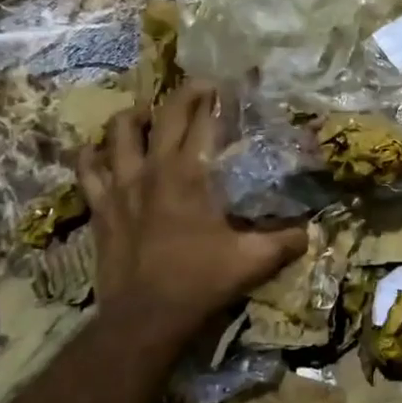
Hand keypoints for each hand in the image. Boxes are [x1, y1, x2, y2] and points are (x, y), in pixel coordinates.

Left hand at [77, 80, 306, 346]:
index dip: (217, 98)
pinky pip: (88, 167)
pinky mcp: (101, 205)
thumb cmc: (200, 282)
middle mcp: (153, 168)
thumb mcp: (253, 261)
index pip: (205, 121)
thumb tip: (314, 230)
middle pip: (165, 114)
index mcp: (191, 174)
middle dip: (184, 93)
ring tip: (149, 115)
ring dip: (136, 116)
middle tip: (200, 88)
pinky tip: (101, 149)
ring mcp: (121, 185)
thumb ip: (286, 241)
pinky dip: (93, 153)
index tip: (229, 85)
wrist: (145, 317)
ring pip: (120, 131)